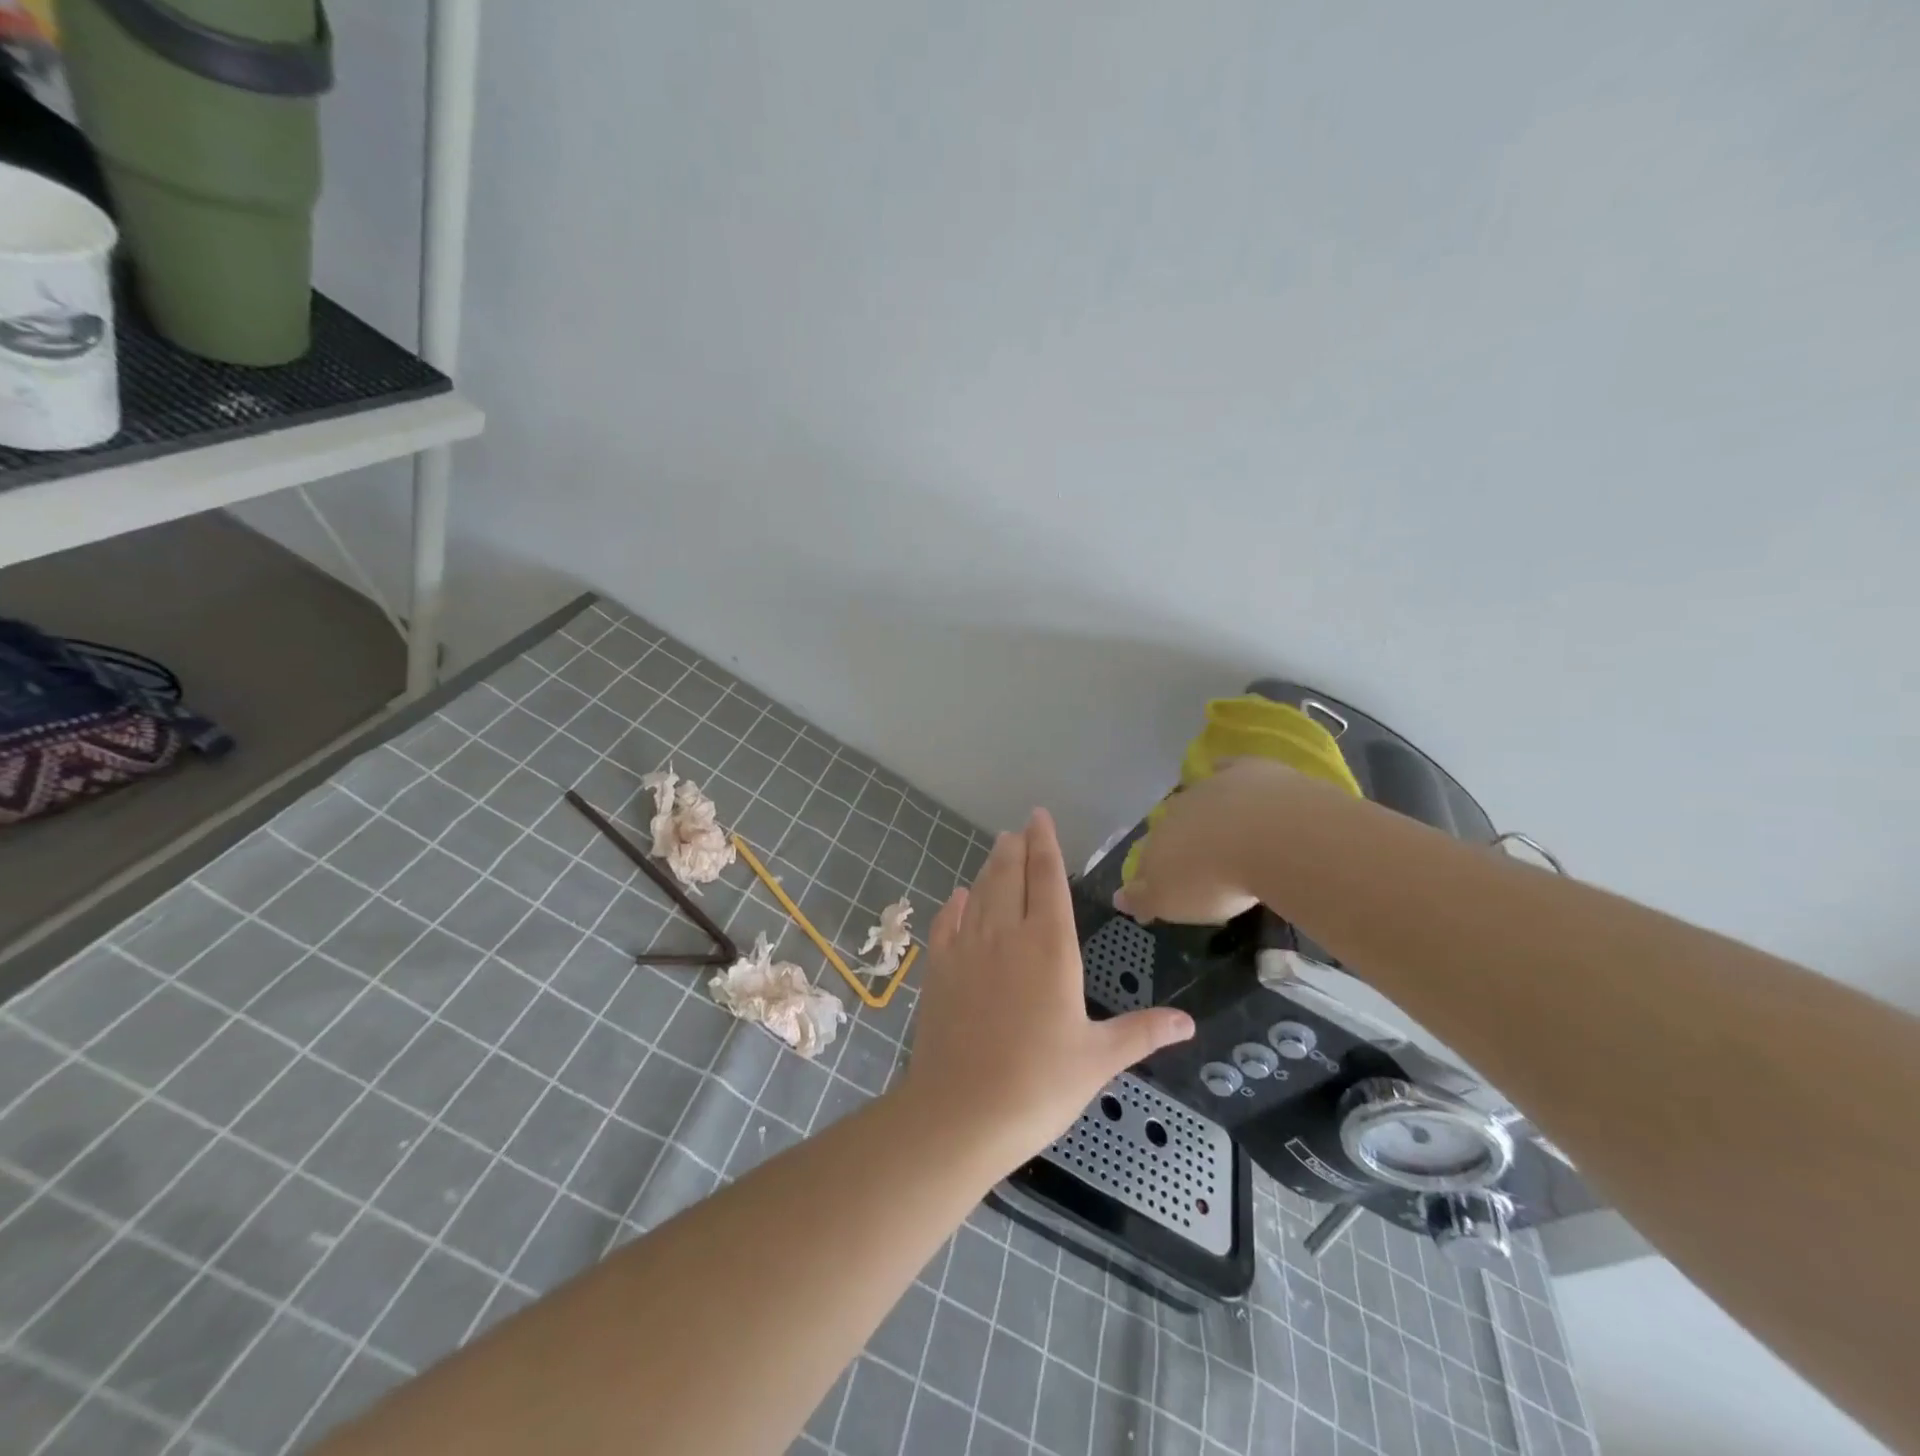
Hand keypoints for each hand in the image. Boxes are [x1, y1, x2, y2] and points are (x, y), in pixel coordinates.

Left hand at [904, 809, 1194, 1169]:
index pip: (1048, 879)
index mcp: (1049, 946)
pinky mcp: (939, 969)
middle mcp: (1006, 934)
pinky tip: (958, 897)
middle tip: (1019, 829)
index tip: (1040, 817)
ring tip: (998, 849)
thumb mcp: (1098, 1059)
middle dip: (1016, 849)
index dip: (1045, 844)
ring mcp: (967, 948)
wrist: (961, 1112)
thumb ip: (1142, 1032)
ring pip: (979, 893)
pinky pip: (946, 923)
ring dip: (989, 868)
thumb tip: (1189, 1024)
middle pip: (1009, 876)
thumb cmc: (1039, 1084)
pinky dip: (954, 905)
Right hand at [1114, 758, 1292, 923]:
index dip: (1150, 875)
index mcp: (1156, 843)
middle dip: (1177, 841)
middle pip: (1170, 826)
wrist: (1269, 836)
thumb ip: (1143, 899)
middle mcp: (1175, 811)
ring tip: (1222, 832)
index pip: (1146, 860)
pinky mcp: (1246, 771)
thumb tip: (1118, 897)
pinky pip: (1229, 769)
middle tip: (1194, 860)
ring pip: (1197, 798)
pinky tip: (1234, 779)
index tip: (1161, 889)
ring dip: (1203, 812)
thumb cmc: (1215, 879)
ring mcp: (1210, 787)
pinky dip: (1227, 773)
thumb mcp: (1171, 902)